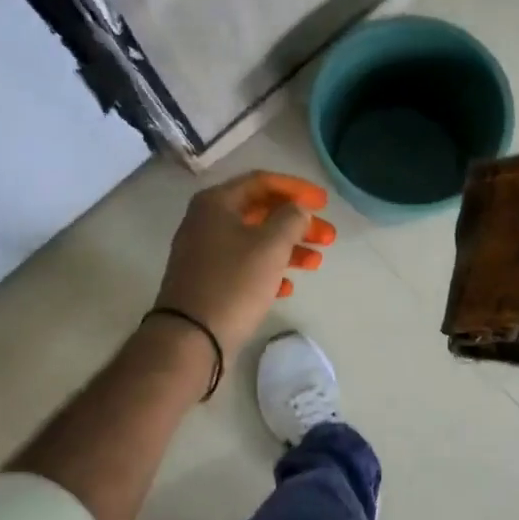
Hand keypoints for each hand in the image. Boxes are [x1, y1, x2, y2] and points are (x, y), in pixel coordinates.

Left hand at [153, 171, 335, 363]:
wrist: (190, 337)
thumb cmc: (234, 282)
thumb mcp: (270, 245)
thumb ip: (291, 218)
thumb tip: (297, 210)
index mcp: (217, 203)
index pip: (262, 182)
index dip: (297, 189)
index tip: (324, 202)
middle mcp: (207, 222)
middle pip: (261, 212)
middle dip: (297, 223)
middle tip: (328, 237)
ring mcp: (205, 253)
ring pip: (255, 241)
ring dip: (288, 248)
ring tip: (316, 262)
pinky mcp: (208, 281)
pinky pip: (244, 267)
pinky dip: (269, 271)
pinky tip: (288, 287)